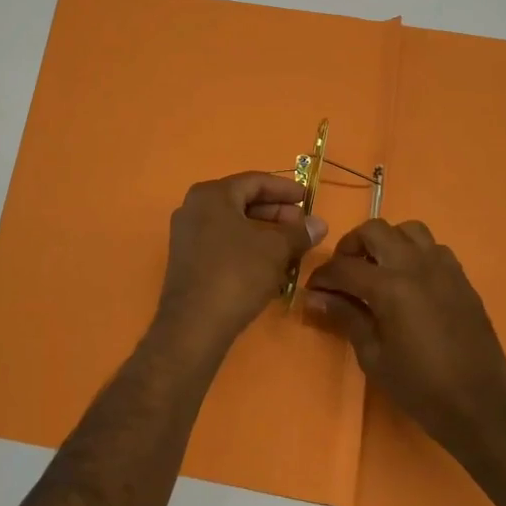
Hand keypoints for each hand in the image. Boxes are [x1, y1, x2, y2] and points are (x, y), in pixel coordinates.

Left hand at [155, 172, 326, 355]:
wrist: (194, 324)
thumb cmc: (236, 274)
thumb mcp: (275, 250)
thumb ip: (298, 232)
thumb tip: (319, 223)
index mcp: (212, 194)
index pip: (255, 181)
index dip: (285, 189)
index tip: (308, 199)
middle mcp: (194, 207)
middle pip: (242, 201)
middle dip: (276, 213)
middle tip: (303, 226)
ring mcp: (187, 235)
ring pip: (233, 225)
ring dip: (264, 233)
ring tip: (291, 247)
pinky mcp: (187, 260)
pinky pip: (222, 243)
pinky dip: (247, 248)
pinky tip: (269, 265)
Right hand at [304, 219, 505, 464]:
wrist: (481, 407)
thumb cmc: (420, 388)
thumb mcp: (373, 356)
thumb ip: (345, 317)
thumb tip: (314, 298)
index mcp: (389, 286)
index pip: (344, 267)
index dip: (322, 277)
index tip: (313, 290)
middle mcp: (415, 265)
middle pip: (374, 230)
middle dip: (351, 246)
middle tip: (344, 273)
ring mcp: (443, 267)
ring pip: (407, 230)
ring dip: (386, 242)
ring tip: (378, 269)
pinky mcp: (461, 278)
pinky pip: (433, 248)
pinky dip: (414, 253)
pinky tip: (410, 281)